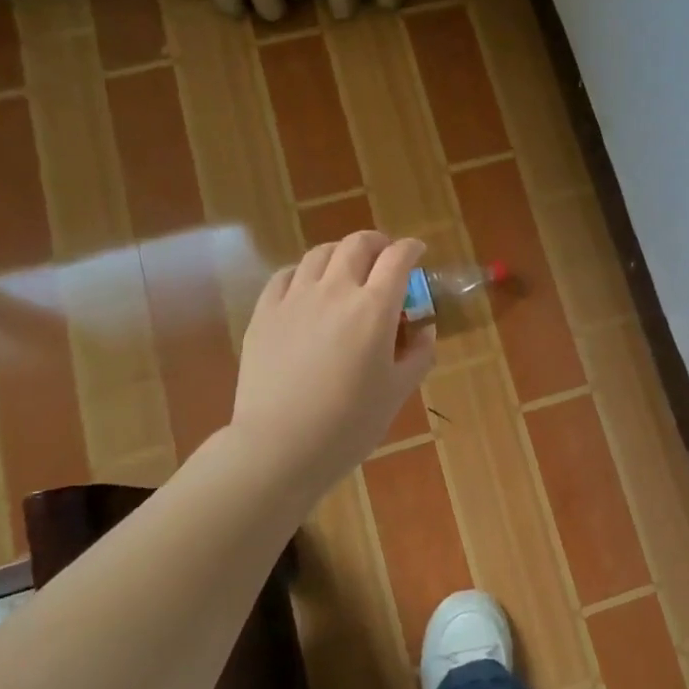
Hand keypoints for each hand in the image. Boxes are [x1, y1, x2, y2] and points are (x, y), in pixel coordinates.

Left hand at [230, 231, 434, 493]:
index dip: (412, 249)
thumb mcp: (398, 391)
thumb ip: (418, 354)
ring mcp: (294, 298)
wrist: (280, 446)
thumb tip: (423, 329)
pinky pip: (285, 275)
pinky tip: (308, 288)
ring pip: (320, 254)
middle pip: (358, 244)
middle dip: (378, 243)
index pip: (398, 259)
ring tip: (348, 270)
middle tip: (386, 257)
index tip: (418, 252)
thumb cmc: (350, 423)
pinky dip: (305, 272)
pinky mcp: (264, 313)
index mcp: (374, 308)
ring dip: (341, 254)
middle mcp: (335, 291)